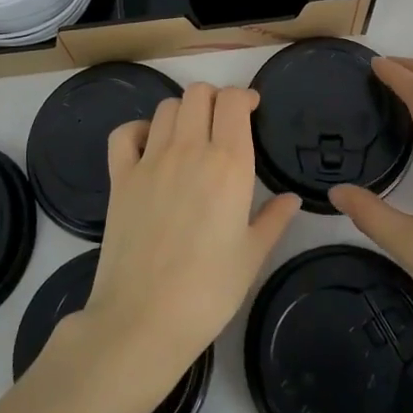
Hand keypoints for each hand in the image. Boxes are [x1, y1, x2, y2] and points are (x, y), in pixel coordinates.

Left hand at [77, 83, 300, 395]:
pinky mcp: (120, 176)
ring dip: (182, 112)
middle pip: (198, 93)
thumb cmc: (209, 290)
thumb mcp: (252, 255)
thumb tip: (292, 199)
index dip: (243, 96)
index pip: (233, 100)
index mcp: (228, 163)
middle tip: (222, 122)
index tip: (251, 110)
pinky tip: (149, 147)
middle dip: (214, 99)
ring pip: (166, 107)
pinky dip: (138, 130)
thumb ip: (274, 219)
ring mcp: (150, 160)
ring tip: (190, 136)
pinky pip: (125, 133)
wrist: (144, 319)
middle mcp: (189, 149)